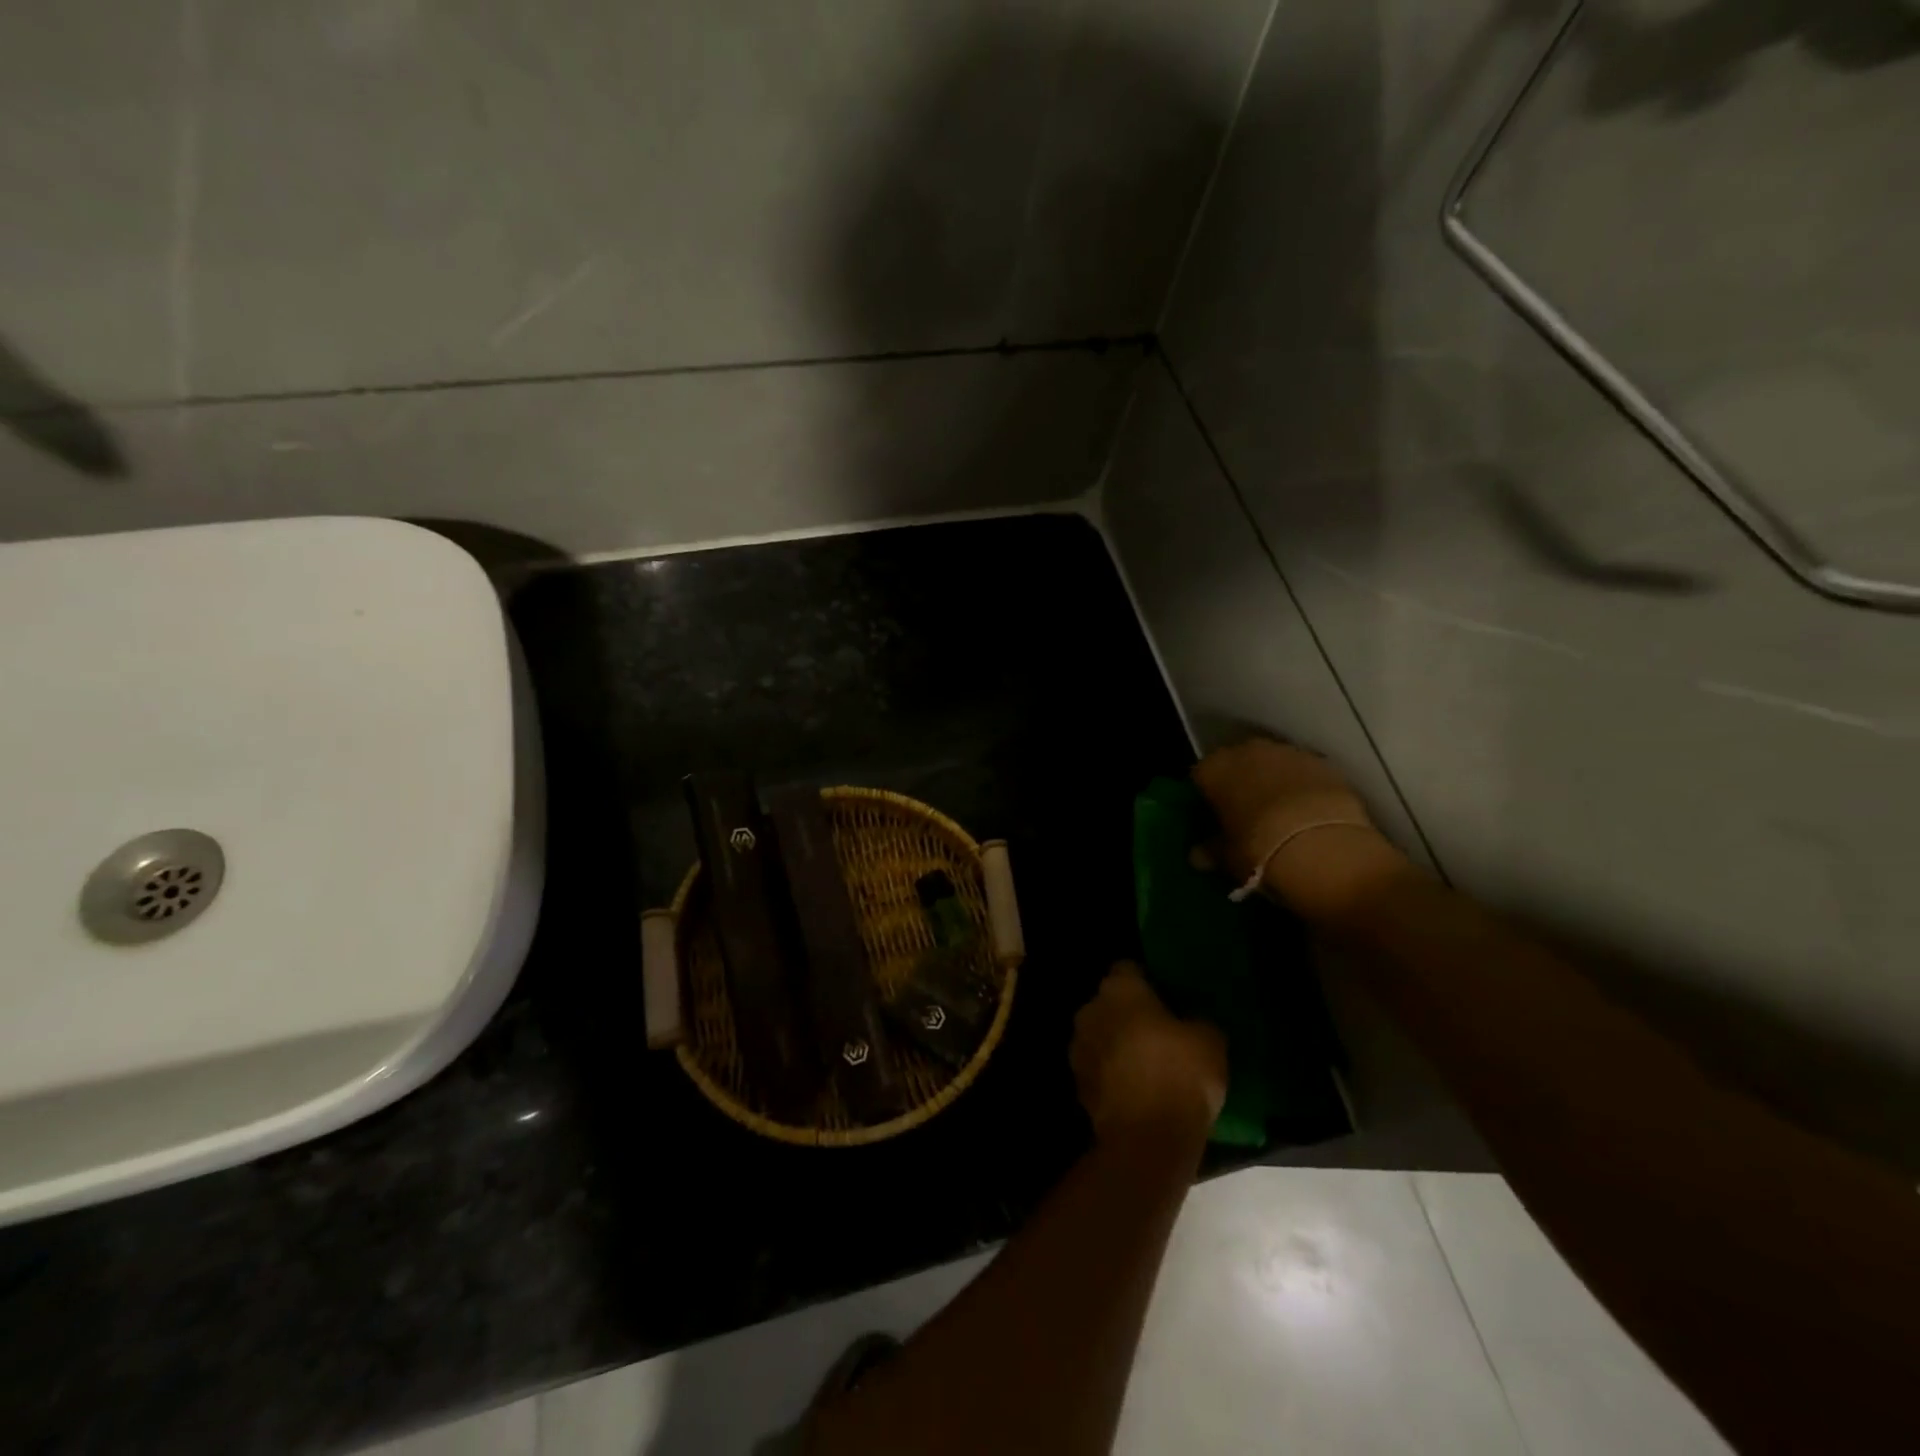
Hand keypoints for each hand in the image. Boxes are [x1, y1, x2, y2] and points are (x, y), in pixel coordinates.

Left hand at [1071, 964, 1226, 1145]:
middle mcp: (1091, 1009)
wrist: (1146, 1138)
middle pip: (1110, 1001)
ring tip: (1147, 1064)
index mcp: (1119, 989)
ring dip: (1116, 1043)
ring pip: (1100, 1034)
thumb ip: (1197, 1020)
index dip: (1147, 981)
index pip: (1128, 969)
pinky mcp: (1077, 1083)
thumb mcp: (1210, 1040)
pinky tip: (1135, 1091)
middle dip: (1128, 1013)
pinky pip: (1098, 1067)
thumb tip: (1190, 1021)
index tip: (1166, 998)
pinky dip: (1111, 1074)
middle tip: (1159, 1032)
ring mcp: (1079, 1046)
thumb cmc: (1180, 1075)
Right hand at [1192, 737, 1403, 919]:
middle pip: (1237, 763)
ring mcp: (1287, 753)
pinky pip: (1303, 772)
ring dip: (1272, 781)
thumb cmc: (1257, 848)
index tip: (1213, 815)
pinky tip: (1307, 811)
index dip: (1206, 795)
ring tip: (1280, 813)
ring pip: (1272, 764)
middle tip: (1245, 812)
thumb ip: (1211, 851)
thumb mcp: (1228, 856)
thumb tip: (1197, 856)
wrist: (1321, 845)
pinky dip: (1302, 786)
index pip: (1200, 775)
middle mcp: (1247, 751)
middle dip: (1240, 782)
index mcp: (1215, 769)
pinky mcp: (1323, 763)